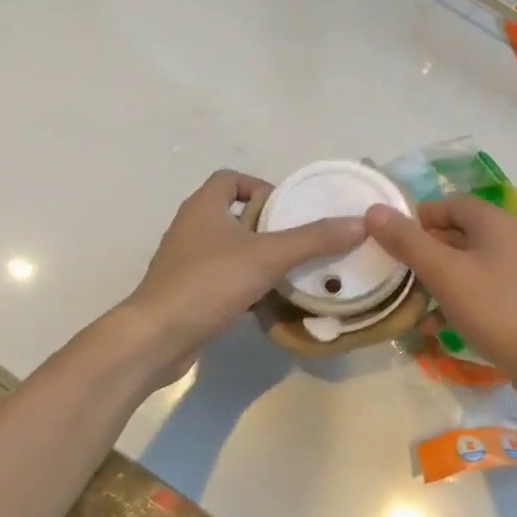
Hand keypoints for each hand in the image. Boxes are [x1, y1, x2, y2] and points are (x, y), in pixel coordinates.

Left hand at [123, 170, 366, 378]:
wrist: (156, 337)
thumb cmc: (208, 283)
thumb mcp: (267, 256)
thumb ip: (313, 239)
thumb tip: (360, 223)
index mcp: (204, 206)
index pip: (232, 178)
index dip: (261, 186)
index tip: (289, 208)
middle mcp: (192, 228)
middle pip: (235, 214)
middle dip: (269, 225)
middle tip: (302, 240)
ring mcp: (186, 262)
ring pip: (230, 248)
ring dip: (259, 255)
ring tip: (293, 269)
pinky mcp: (188, 292)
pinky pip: (223, 277)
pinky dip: (246, 283)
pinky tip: (269, 299)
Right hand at [364, 197, 516, 414]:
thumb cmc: (498, 309)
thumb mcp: (445, 273)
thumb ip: (408, 242)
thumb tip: (374, 210)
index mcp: (493, 223)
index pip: (448, 204)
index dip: (416, 217)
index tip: (387, 239)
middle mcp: (506, 242)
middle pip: (454, 236)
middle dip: (420, 254)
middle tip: (389, 273)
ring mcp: (513, 276)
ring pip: (462, 269)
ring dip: (432, 283)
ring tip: (404, 303)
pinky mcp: (514, 306)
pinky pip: (475, 296)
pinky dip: (452, 305)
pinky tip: (431, 328)